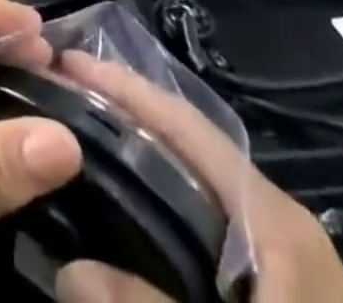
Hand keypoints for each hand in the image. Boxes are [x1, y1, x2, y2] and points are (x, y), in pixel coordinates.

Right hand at [52, 53, 342, 302]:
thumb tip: (68, 269)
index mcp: (274, 220)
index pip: (188, 126)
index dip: (126, 87)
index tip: (67, 62)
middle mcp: (278, 221)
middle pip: (189, 145)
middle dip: (127, 114)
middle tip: (61, 99)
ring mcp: (281, 258)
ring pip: (197, 184)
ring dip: (142, 157)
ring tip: (82, 142)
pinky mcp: (278, 291)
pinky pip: (207, 225)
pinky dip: (163, 204)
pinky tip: (129, 217)